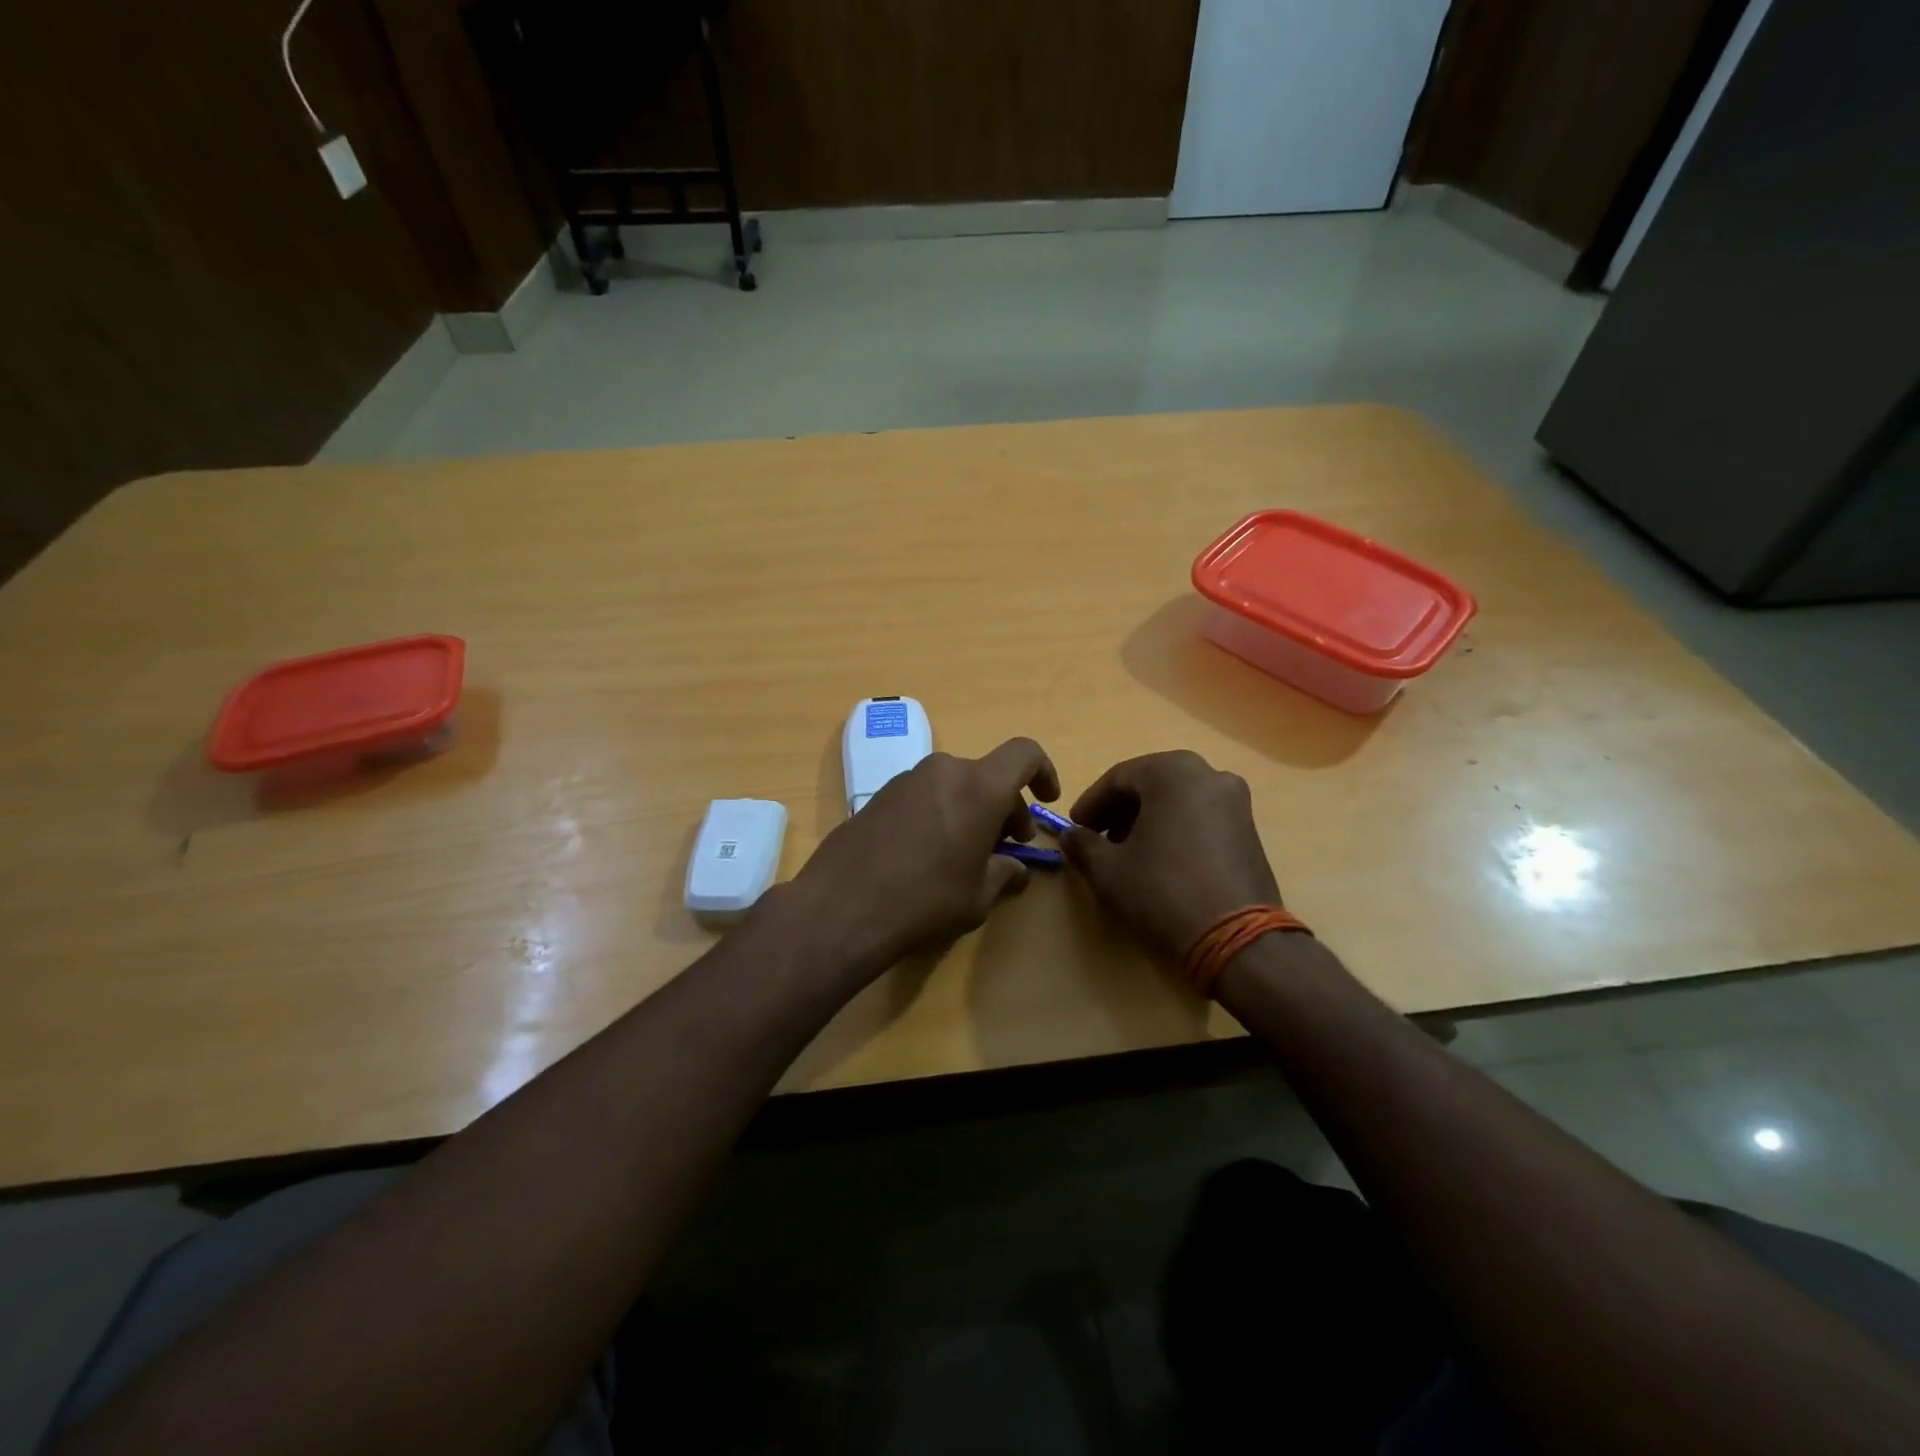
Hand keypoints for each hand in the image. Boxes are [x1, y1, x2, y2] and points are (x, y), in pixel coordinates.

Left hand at [782, 738, 1061, 975]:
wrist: (842, 907)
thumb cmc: (926, 901)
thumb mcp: (979, 896)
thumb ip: (1005, 874)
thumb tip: (1015, 869)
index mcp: (979, 787)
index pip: (1024, 754)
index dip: (1043, 771)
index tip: (1046, 799)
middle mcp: (943, 771)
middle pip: (987, 775)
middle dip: (1005, 807)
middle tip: (1007, 846)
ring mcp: (906, 780)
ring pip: (954, 785)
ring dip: (970, 810)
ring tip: (965, 854)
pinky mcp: (878, 795)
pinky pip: (924, 795)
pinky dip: (939, 813)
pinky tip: (927, 855)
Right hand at [1062, 750, 1281, 965]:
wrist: (1237, 941)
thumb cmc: (1162, 893)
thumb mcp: (1107, 870)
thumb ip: (1083, 844)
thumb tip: (1072, 836)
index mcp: (1173, 772)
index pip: (1118, 777)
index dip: (1091, 803)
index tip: (1075, 828)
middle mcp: (1209, 775)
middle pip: (1151, 785)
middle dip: (1120, 810)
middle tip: (1099, 840)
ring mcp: (1237, 803)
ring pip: (1178, 801)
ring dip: (1148, 821)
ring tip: (1128, 855)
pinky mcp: (1251, 832)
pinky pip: (1202, 819)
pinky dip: (1176, 831)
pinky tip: (1162, 863)